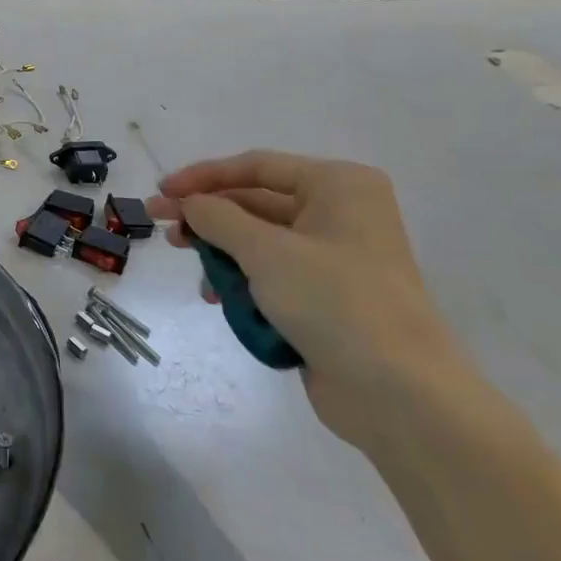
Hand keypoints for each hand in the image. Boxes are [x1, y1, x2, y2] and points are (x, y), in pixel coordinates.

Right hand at [148, 150, 478, 447]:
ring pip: (260, 241)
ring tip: (194, 271)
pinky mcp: (327, 296)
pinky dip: (243, 281)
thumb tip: (189, 203)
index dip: (203, 176)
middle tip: (161, 226)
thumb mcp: (266, 251)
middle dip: (208, 217)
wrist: (399, 393)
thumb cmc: (335, 302)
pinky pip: (272, 274)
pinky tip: (217, 298)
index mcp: (338, 186)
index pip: (256, 167)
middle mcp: (340, 213)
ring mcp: (335, 257)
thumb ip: (218, 218)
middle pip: (256, 202)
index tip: (161, 192)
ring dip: (222, 253)